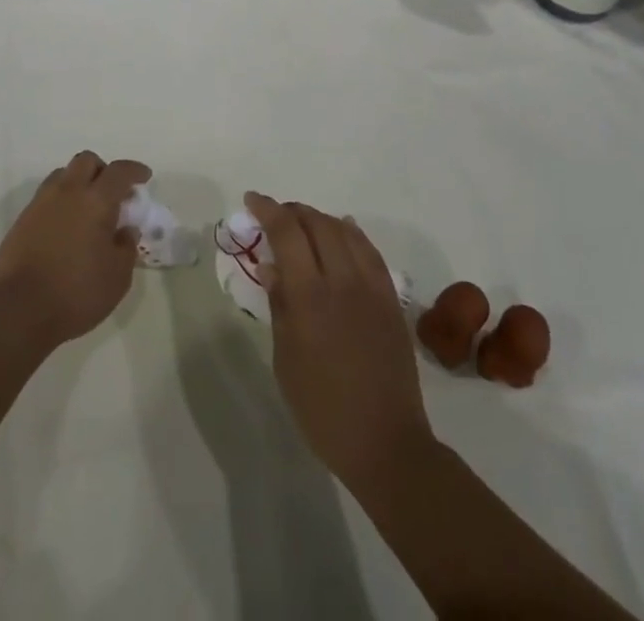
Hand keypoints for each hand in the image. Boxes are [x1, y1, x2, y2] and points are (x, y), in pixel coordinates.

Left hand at [0, 151, 152, 346]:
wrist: (19, 309)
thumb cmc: (76, 293)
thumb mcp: (117, 277)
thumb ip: (126, 247)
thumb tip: (126, 230)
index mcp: (96, 200)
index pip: (119, 171)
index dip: (134, 170)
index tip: (144, 177)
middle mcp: (67, 192)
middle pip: (86, 161)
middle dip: (103, 170)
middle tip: (113, 193)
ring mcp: (41, 203)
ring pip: (63, 175)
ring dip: (79, 182)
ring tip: (87, 209)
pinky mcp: (22, 219)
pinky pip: (46, 196)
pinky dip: (61, 202)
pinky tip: (65, 227)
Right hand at [245, 191, 433, 482]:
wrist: (386, 443)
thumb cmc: (323, 409)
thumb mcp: (285, 360)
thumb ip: (280, 305)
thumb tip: (270, 266)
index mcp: (310, 297)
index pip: (286, 233)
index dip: (267, 210)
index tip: (252, 200)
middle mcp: (342, 281)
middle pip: (317, 224)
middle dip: (292, 211)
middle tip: (274, 215)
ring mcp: (371, 288)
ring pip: (345, 231)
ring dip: (320, 219)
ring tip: (303, 222)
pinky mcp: (391, 299)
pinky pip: (370, 251)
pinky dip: (351, 233)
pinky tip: (343, 231)